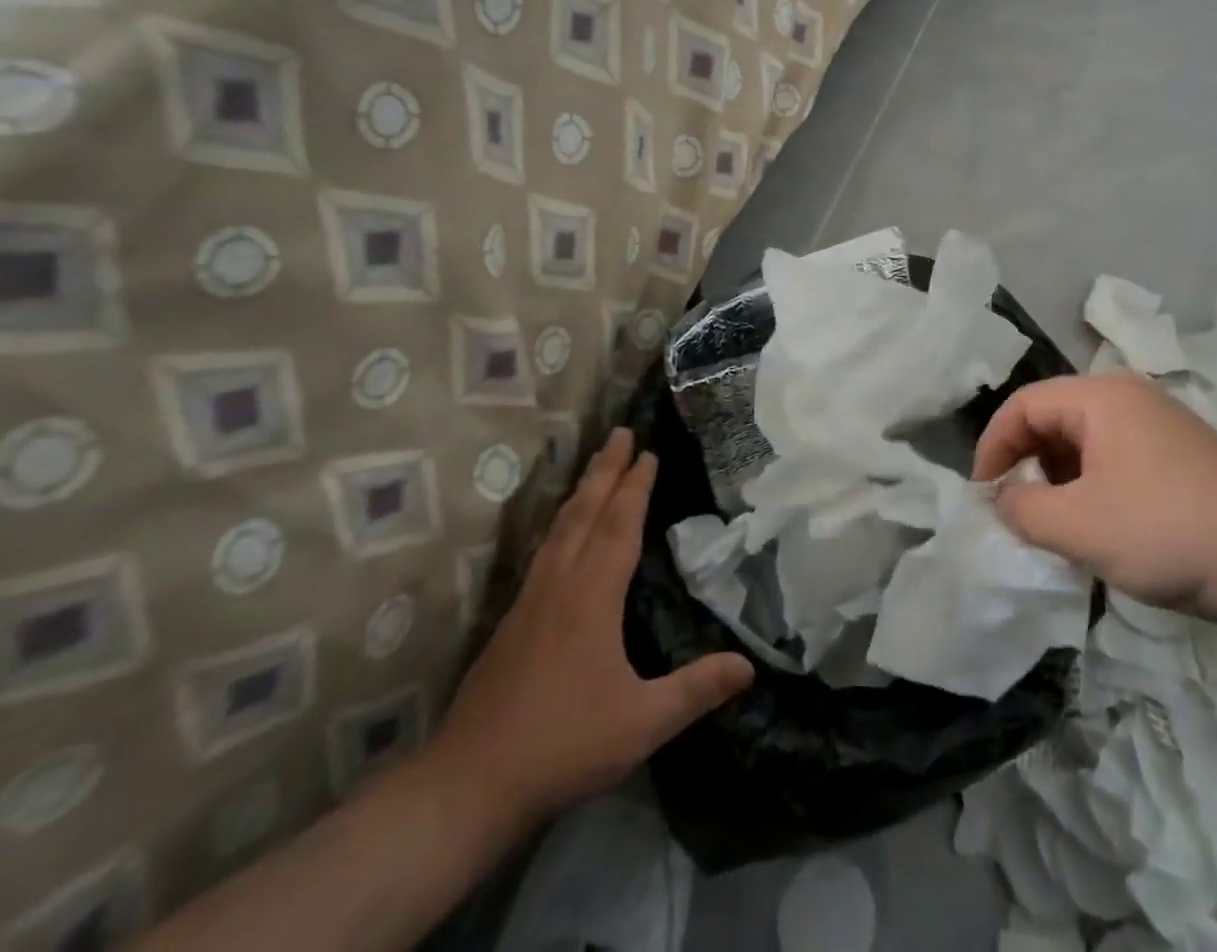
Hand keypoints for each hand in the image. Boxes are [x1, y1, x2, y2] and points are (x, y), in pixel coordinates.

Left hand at [428, 429, 753, 835]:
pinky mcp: (511, 621)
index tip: (648, 452)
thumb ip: (696, 690)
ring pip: (559, 528)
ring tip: (595, 464)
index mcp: (591, 597)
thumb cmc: (561, 746)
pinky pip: (544, 549)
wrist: (466, 785)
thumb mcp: (640, 723)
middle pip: (585, 512)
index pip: (620, 526)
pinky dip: (561, 522)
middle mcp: (559, 584)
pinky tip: (562, 531)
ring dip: (581, 490)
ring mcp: (530, 600)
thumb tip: (750, 666)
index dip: (636, 486)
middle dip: (605, 470)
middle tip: (619, 431)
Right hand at [973, 373, 1216, 634]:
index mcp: (1101, 398)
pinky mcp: (1183, 458)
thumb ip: (1022, 509)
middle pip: (1054, 419)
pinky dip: (1093, 489)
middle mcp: (1130, 399)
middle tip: (1015, 512)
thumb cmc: (1170, 533)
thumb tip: (1003, 498)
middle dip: (1026, 464)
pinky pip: (1117, 461)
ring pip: (1086, 443)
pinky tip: (1101, 531)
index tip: (982, 495)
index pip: (1023, 405)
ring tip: (1055, 527)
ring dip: (1059, 481)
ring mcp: (1161, 427)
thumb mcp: (1079, 527)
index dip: (993, 447)